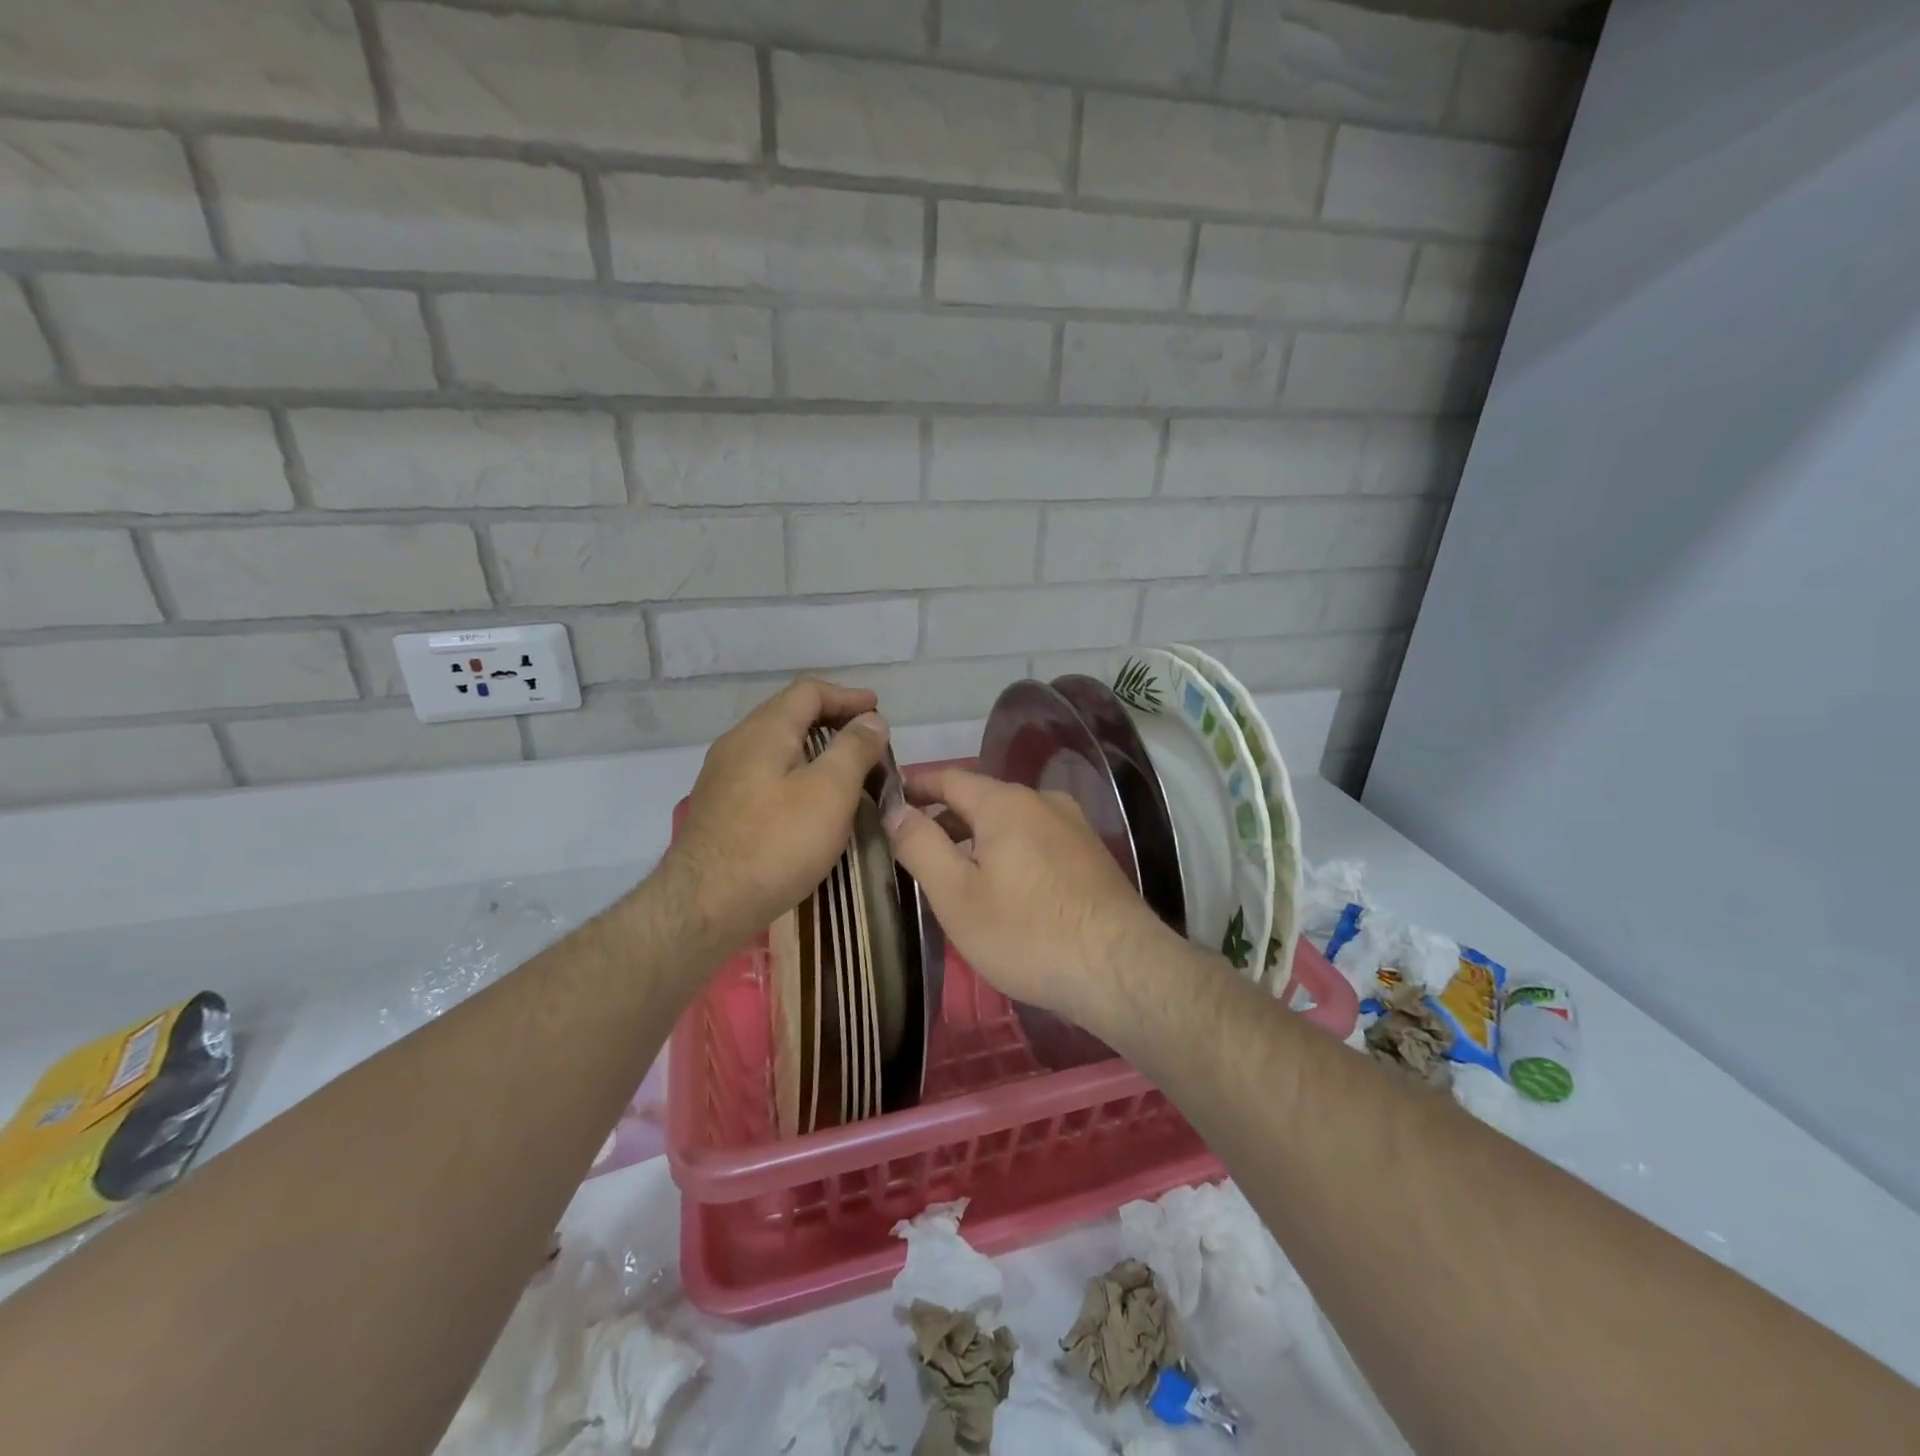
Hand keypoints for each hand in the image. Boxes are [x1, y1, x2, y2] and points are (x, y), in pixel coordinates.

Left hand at [662, 678, 888, 956]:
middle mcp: (737, 743)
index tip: (878, 711)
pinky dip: (796, 772)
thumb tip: (871, 720)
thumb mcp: (830, 792)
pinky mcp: (720, 807)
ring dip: (814, 749)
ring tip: (845, 770)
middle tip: (867, 740)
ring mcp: (723, 776)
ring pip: (776, 746)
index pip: (808, 691)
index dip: (847, 696)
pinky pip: (765, 773)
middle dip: (832, 720)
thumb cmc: (777, 843)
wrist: (705, 905)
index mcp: (764, 730)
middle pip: (789, 714)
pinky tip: (810, 802)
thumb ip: (854, 748)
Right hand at [884, 766, 1184, 1033]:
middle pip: (982, 799)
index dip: (916, 786)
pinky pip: (1037, 841)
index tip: (888, 798)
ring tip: (952, 869)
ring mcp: (1073, 827)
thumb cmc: (1026, 931)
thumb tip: (895, 808)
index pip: (949, 778)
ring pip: (1011, 822)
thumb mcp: (956, 893)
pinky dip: (1009, 851)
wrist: (1120, 969)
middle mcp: (1043, 802)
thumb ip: (920, 844)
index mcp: (1006, 802)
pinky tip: (1002, 885)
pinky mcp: (1091, 856)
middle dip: (945, 817)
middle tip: (911, 845)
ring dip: (977, 837)